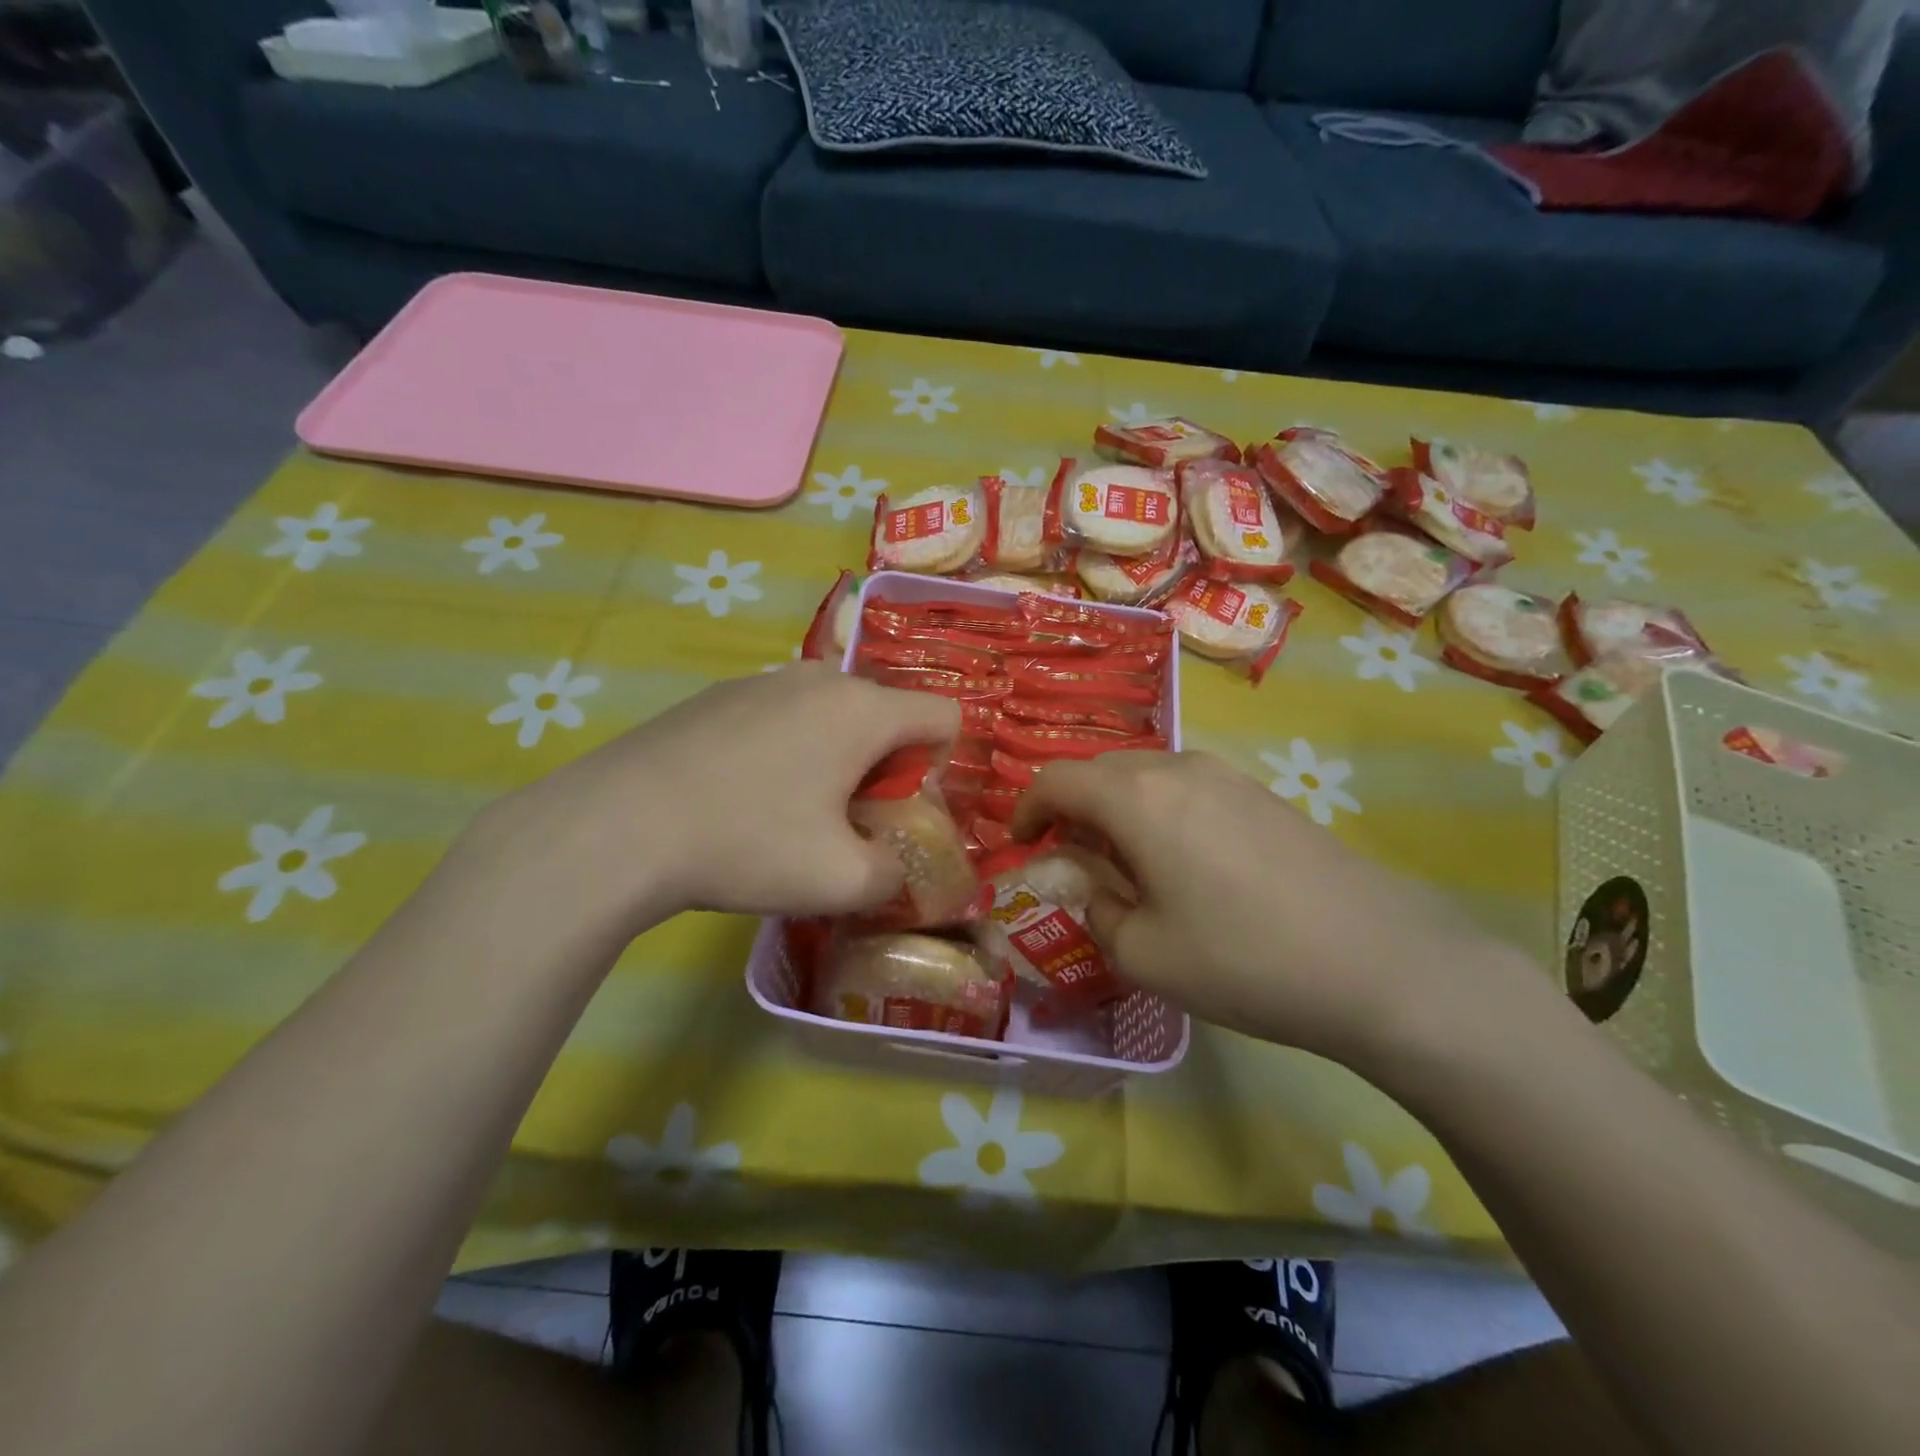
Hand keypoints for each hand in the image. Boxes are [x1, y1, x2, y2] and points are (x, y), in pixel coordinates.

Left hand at [462, 664, 958, 933]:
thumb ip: (895, 874)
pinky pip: (783, 715)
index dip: (943, 765)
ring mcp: (764, 680)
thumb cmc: (747, 844)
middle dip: (885, 766)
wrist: (618, 826)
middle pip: (886, 715)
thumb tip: (891, 863)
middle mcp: (820, 678)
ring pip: (831, 714)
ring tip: (792, 810)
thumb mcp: (841, 882)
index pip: (943, 716)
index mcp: (862, 711)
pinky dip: (788, 748)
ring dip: (835, 757)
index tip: (903, 809)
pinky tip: (742, 794)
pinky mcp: (719, 694)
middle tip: (849, 820)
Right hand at [1013, 752, 1546, 1069]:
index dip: (1026, 809)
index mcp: (1137, 799)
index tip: (1020, 845)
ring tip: (1128, 866)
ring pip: (1147, 778)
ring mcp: (1229, 777)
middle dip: (1072, 809)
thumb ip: (1098, 911)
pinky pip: (1188, 789)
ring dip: (1119, 811)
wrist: (1382, 963)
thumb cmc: (1244, 960)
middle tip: (1072, 860)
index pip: (1057, 780)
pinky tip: (1185, 866)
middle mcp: (1179, 769)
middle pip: (1101, 771)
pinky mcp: (1264, 795)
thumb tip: (1095, 889)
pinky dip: (1160, 814)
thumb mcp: (1145, 954)